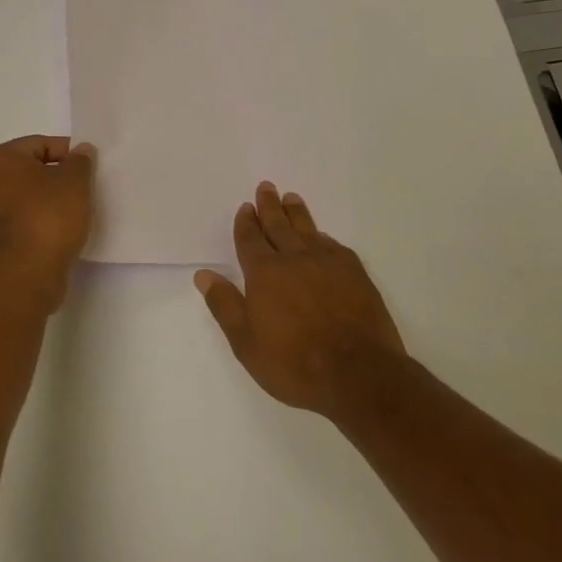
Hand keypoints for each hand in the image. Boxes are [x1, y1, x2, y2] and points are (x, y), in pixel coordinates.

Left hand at [0, 135, 96, 306]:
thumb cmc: (48, 216)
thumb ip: (80, 160)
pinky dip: (44, 219)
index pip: (41, 144)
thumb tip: (81, 151)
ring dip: (53, 200)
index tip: (89, 168)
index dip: (69, 153)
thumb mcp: (75, 180)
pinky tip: (64, 228)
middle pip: (34, 169)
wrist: (27, 274)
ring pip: (31, 195)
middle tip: (86, 187)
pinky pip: (27, 218)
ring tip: (78, 209)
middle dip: (60, 176)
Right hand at [195, 181, 405, 417]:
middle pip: (278, 225)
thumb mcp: (247, 343)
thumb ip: (225, 305)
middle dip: (269, 206)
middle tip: (266, 187)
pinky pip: (332, 244)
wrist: (358, 374)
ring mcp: (327, 262)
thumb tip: (203, 274)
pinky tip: (320, 235)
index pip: (251, 239)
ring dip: (296, 212)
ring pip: (307, 229)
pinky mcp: (354, 271)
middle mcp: (294, 258)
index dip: (246, 223)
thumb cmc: (294, 364)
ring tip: (291, 198)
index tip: (246, 207)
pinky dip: (321, 236)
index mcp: (264, 273)